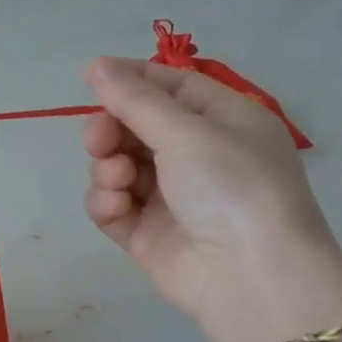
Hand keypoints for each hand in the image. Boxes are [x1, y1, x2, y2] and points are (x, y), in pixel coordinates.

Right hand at [81, 57, 335, 325]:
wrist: (250, 276)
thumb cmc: (231, 187)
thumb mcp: (187, 131)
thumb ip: (135, 99)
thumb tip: (96, 65)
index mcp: (223, 121)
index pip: (171, 86)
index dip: (132, 79)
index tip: (91, 76)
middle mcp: (197, 155)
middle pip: (135, 126)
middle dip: (110, 130)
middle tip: (100, 140)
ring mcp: (170, 196)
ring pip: (117, 165)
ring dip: (107, 166)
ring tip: (118, 179)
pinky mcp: (146, 232)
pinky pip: (112, 204)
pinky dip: (107, 201)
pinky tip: (116, 206)